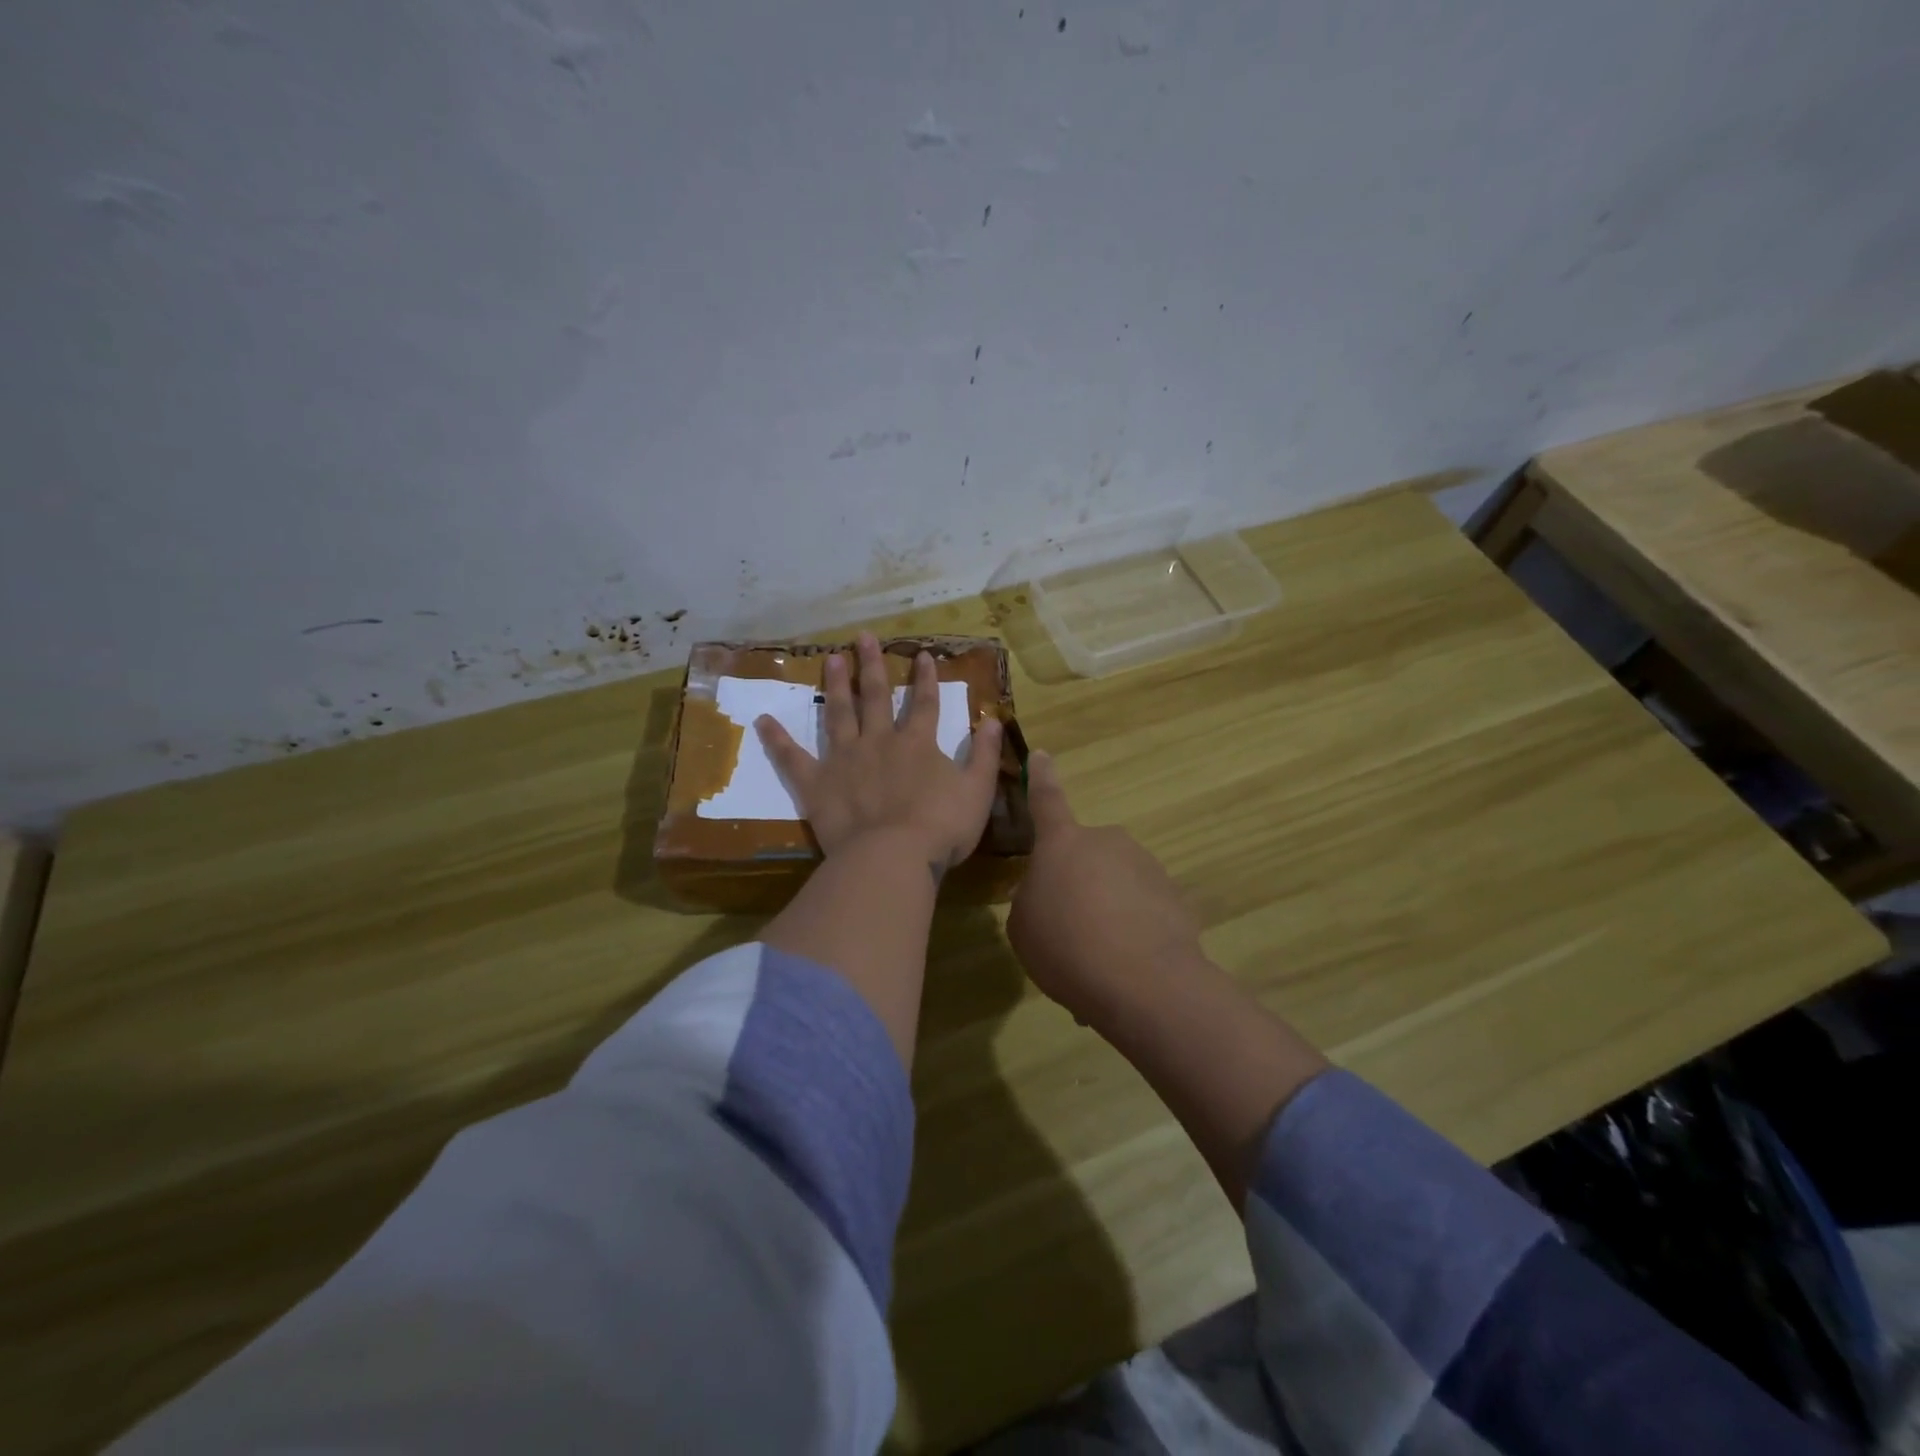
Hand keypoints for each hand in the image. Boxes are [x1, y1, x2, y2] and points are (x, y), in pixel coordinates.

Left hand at [756, 632, 1003, 878]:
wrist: (893, 857)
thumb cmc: (940, 827)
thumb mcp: (977, 791)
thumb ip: (984, 754)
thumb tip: (994, 719)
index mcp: (917, 743)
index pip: (924, 703)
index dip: (924, 678)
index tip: (922, 654)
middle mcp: (879, 741)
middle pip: (874, 697)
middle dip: (871, 665)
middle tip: (863, 637)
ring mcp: (844, 760)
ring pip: (838, 714)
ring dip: (835, 685)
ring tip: (830, 659)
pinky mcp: (816, 784)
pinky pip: (792, 758)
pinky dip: (777, 739)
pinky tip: (762, 720)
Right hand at [1007, 750, 1203, 1023]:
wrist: (1144, 982)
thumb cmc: (1066, 945)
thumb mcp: (1024, 926)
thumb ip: (1032, 898)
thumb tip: (1050, 893)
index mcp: (1062, 842)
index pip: (1046, 799)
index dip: (1042, 777)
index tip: (1042, 754)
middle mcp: (1107, 842)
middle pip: (1085, 856)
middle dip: (1078, 883)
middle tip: (1069, 929)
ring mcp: (1145, 866)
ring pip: (1115, 884)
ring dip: (1106, 912)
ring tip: (1098, 959)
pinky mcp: (1174, 896)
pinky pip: (1143, 909)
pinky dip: (1133, 931)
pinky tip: (1128, 967)